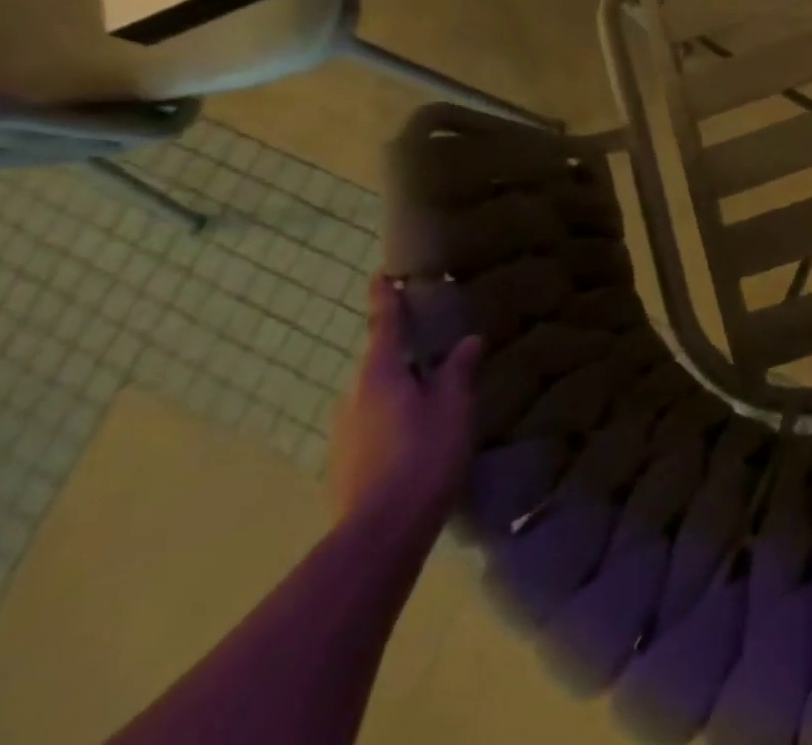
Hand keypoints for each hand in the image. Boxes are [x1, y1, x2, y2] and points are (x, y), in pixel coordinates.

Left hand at [328, 277, 481, 539]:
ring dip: (398, 387)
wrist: (379, 535)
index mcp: (380, 375)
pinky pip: (372, 423)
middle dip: (399, 350)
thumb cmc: (422, 456)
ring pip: (374, 395)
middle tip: (429, 342)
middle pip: (378, 362)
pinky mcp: (344, 463)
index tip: (381, 276)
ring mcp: (344, 432)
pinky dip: (392, 416)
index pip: (383, 325)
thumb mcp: (453, 408)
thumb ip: (458, 371)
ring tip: (429, 392)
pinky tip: (415, 433)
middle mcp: (353, 396)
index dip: (384, 299)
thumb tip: (468, 341)